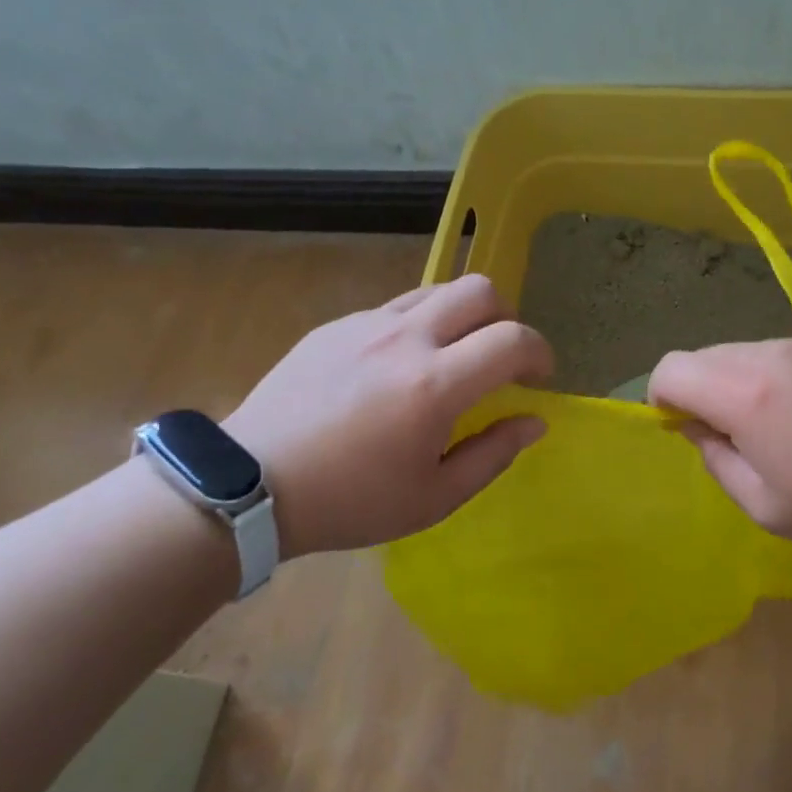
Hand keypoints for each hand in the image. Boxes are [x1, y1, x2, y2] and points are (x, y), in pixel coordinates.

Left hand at [226, 275, 552, 556]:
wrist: (251, 485)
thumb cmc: (351, 501)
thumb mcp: (434, 497)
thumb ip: (494, 454)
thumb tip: (534, 421)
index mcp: (435, 385)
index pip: (513, 339)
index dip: (540, 352)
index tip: (538, 378)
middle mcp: (406, 339)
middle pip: (480, 290)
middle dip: (506, 317)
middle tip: (500, 357)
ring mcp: (367, 324)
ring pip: (437, 290)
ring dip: (462, 315)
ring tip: (453, 355)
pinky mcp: (336, 325)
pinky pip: (395, 307)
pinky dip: (418, 326)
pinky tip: (398, 367)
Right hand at [648, 336, 791, 551]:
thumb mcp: (771, 509)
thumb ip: (719, 464)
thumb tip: (701, 430)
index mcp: (745, 394)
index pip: (671, 369)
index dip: (663, 399)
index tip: (688, 432)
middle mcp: (768, 353)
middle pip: (704, 357)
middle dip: (700, 393)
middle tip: (737, 441)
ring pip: (742, 352)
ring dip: (738, 384)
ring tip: (781, 430)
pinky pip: (780, 353)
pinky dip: (773, 377)